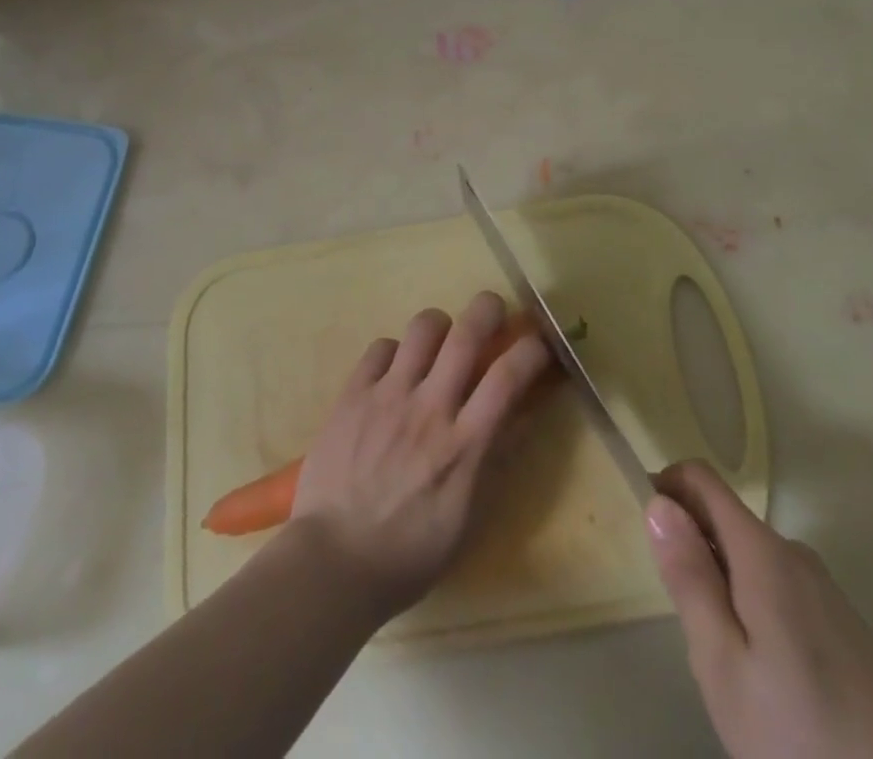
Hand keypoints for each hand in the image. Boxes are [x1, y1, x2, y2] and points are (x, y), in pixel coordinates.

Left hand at [290, 291, 551, 618]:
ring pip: (423, 327)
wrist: (333, 563)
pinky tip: (395, 372)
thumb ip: (494, 462)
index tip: (539, 343)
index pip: (508, 377)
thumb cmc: (408, 554)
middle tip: (493, 310)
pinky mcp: (353, 394)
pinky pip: (381, 347)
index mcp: (463, 445)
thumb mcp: (467, 519)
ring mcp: (388, 396)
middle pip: (467, 333)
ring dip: (440, 326)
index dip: (531, 349)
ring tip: (439, 342)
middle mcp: (430, 409)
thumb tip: (520, 417)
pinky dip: (395, 351)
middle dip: (488, 309)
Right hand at [647, 460, 872, 758]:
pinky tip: (769, 682)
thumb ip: (690, 579)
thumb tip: (658, 504)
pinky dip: (754, 609)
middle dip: (694, 551)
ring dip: (723, 586)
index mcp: (761, 550)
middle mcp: (793, 553)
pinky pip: (778, 589)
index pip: (701, 478)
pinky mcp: (843, 624)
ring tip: (728, 665)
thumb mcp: (725, 665)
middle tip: (689, 627)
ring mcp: (823, 588)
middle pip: (724, 520)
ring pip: (750, 559)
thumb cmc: (805, 735)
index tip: (649, 534)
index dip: (666, 487)